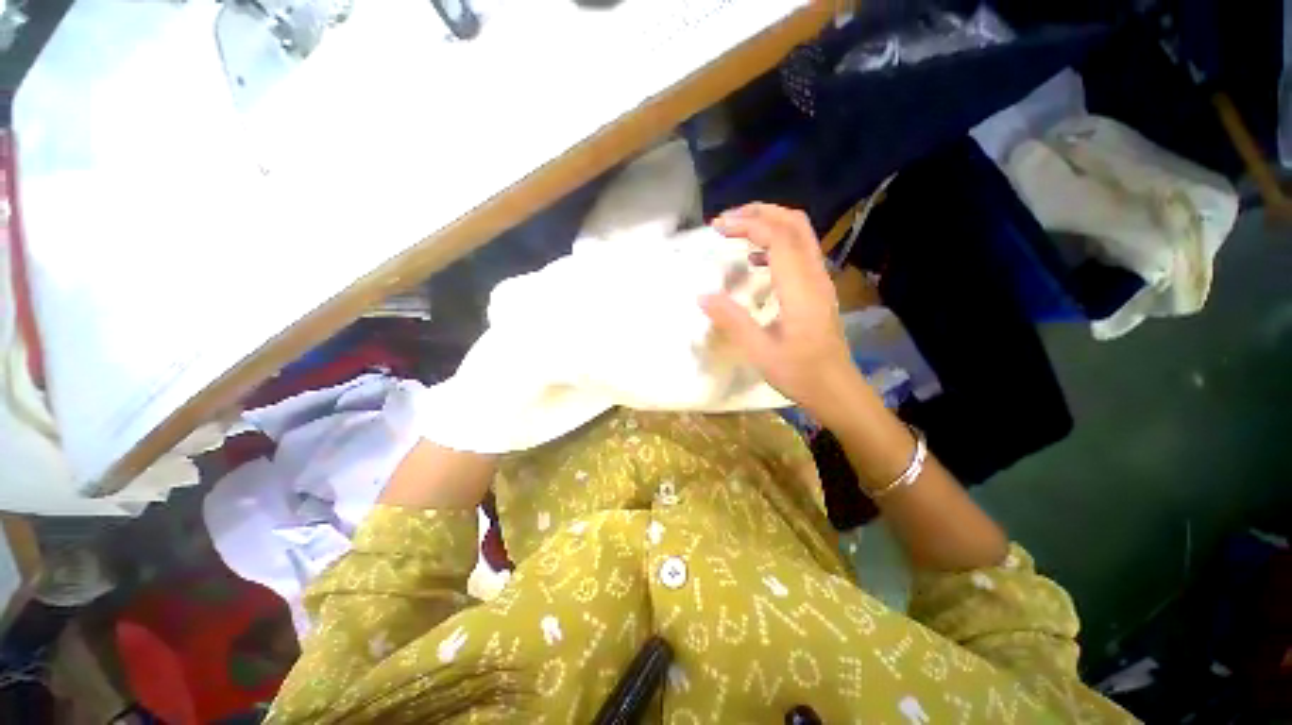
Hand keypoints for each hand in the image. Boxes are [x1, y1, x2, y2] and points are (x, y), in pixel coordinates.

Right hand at [700, 203, 865, 424]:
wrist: (836, 390)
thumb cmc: (799, 373)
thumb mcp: (759, 352)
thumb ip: (732, 321)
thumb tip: (702, 296)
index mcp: (800, 288)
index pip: (778, 237)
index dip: (748, 224)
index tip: (718, 227)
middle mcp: (814, 276)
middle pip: (794, 224)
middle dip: (759, 212)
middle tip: (726, 220)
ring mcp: (819, 281)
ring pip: (800, 234)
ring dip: (768, 223)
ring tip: (737, 231)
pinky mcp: (817, 289)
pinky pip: (799, 251)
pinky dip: (776, 243)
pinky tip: (755, 261)